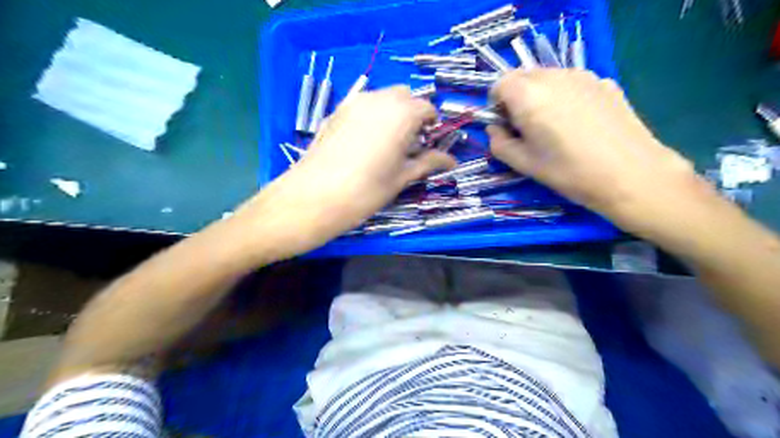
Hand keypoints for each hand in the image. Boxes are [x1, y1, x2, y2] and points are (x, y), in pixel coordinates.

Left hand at [233, 85, 450, 260]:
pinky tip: (364, 144)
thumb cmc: (367, 190)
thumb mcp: (402, 177)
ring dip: (392, 113)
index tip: (428, 144)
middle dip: (412, 114)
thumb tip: (452, 161)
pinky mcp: (336, 112)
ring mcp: (354, 103)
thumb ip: (428, 163)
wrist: (316, 196)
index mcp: (402, 113)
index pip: (427, 108)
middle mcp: (379, 99)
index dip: (431, 125)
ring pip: (382, 98)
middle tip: (409, 143)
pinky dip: (371, 116)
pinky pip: (361, 106)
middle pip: (404, 96)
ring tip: (386, 144)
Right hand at [489, 69, 714, 234]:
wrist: (630, 174)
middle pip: (524, 77)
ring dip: (541, 96)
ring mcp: (583, 76)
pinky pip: (573, 83)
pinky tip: (580, 123)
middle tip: (526, 127)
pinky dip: (566, 96)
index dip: (496, 104)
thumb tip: (495, 130)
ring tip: (554, 126)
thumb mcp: (523, 163)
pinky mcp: (605, 82)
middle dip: (517, 98)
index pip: (499, 84)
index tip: (505, 125)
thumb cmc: (568, 171)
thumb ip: (499, 143)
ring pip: (549, 78)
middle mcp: (554, 76)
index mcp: (528, 95)